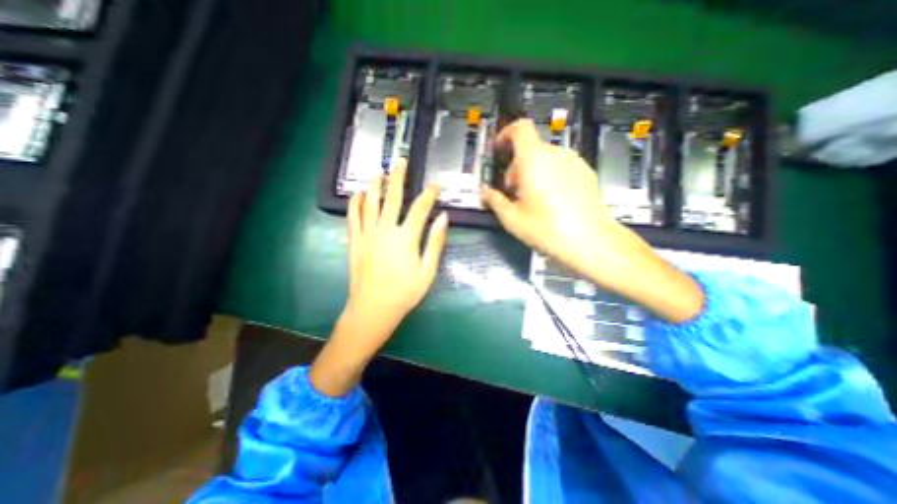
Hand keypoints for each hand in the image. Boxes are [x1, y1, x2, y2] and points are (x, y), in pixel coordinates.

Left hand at [312, 157, 448, 396]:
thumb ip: (435, 243)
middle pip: (392, 197)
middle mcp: (385, 230)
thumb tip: (443, 218)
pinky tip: (357, 193)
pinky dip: (355, 203)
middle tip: (400, 160)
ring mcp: (367, 234)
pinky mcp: (354, 241)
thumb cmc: (405, 292)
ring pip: (370, 203)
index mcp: (406, 237)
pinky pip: (353, 217)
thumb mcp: (427, 271)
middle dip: (398, 177)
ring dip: (375, 185)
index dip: (429, 193)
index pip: (420, 208)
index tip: (436, 183)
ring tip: (378, 171)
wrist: (373, 308)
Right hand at [484, 118, 629, 283]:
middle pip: (530, 148)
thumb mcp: (512, 218)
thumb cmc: (545, 228)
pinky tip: (553, 200)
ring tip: (533, 198)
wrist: (589, 240)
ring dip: (533, 171)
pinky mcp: (586, 172)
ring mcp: (574, 162)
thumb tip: (484, 191)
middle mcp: (555, 154)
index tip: (499, 151)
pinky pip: (561, 166)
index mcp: (533, 160)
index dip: (506, 134)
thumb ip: (494, 200)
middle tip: (513, 190)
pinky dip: (550, 175)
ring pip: (546, 158)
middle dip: (517, 165)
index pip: (520, 128)